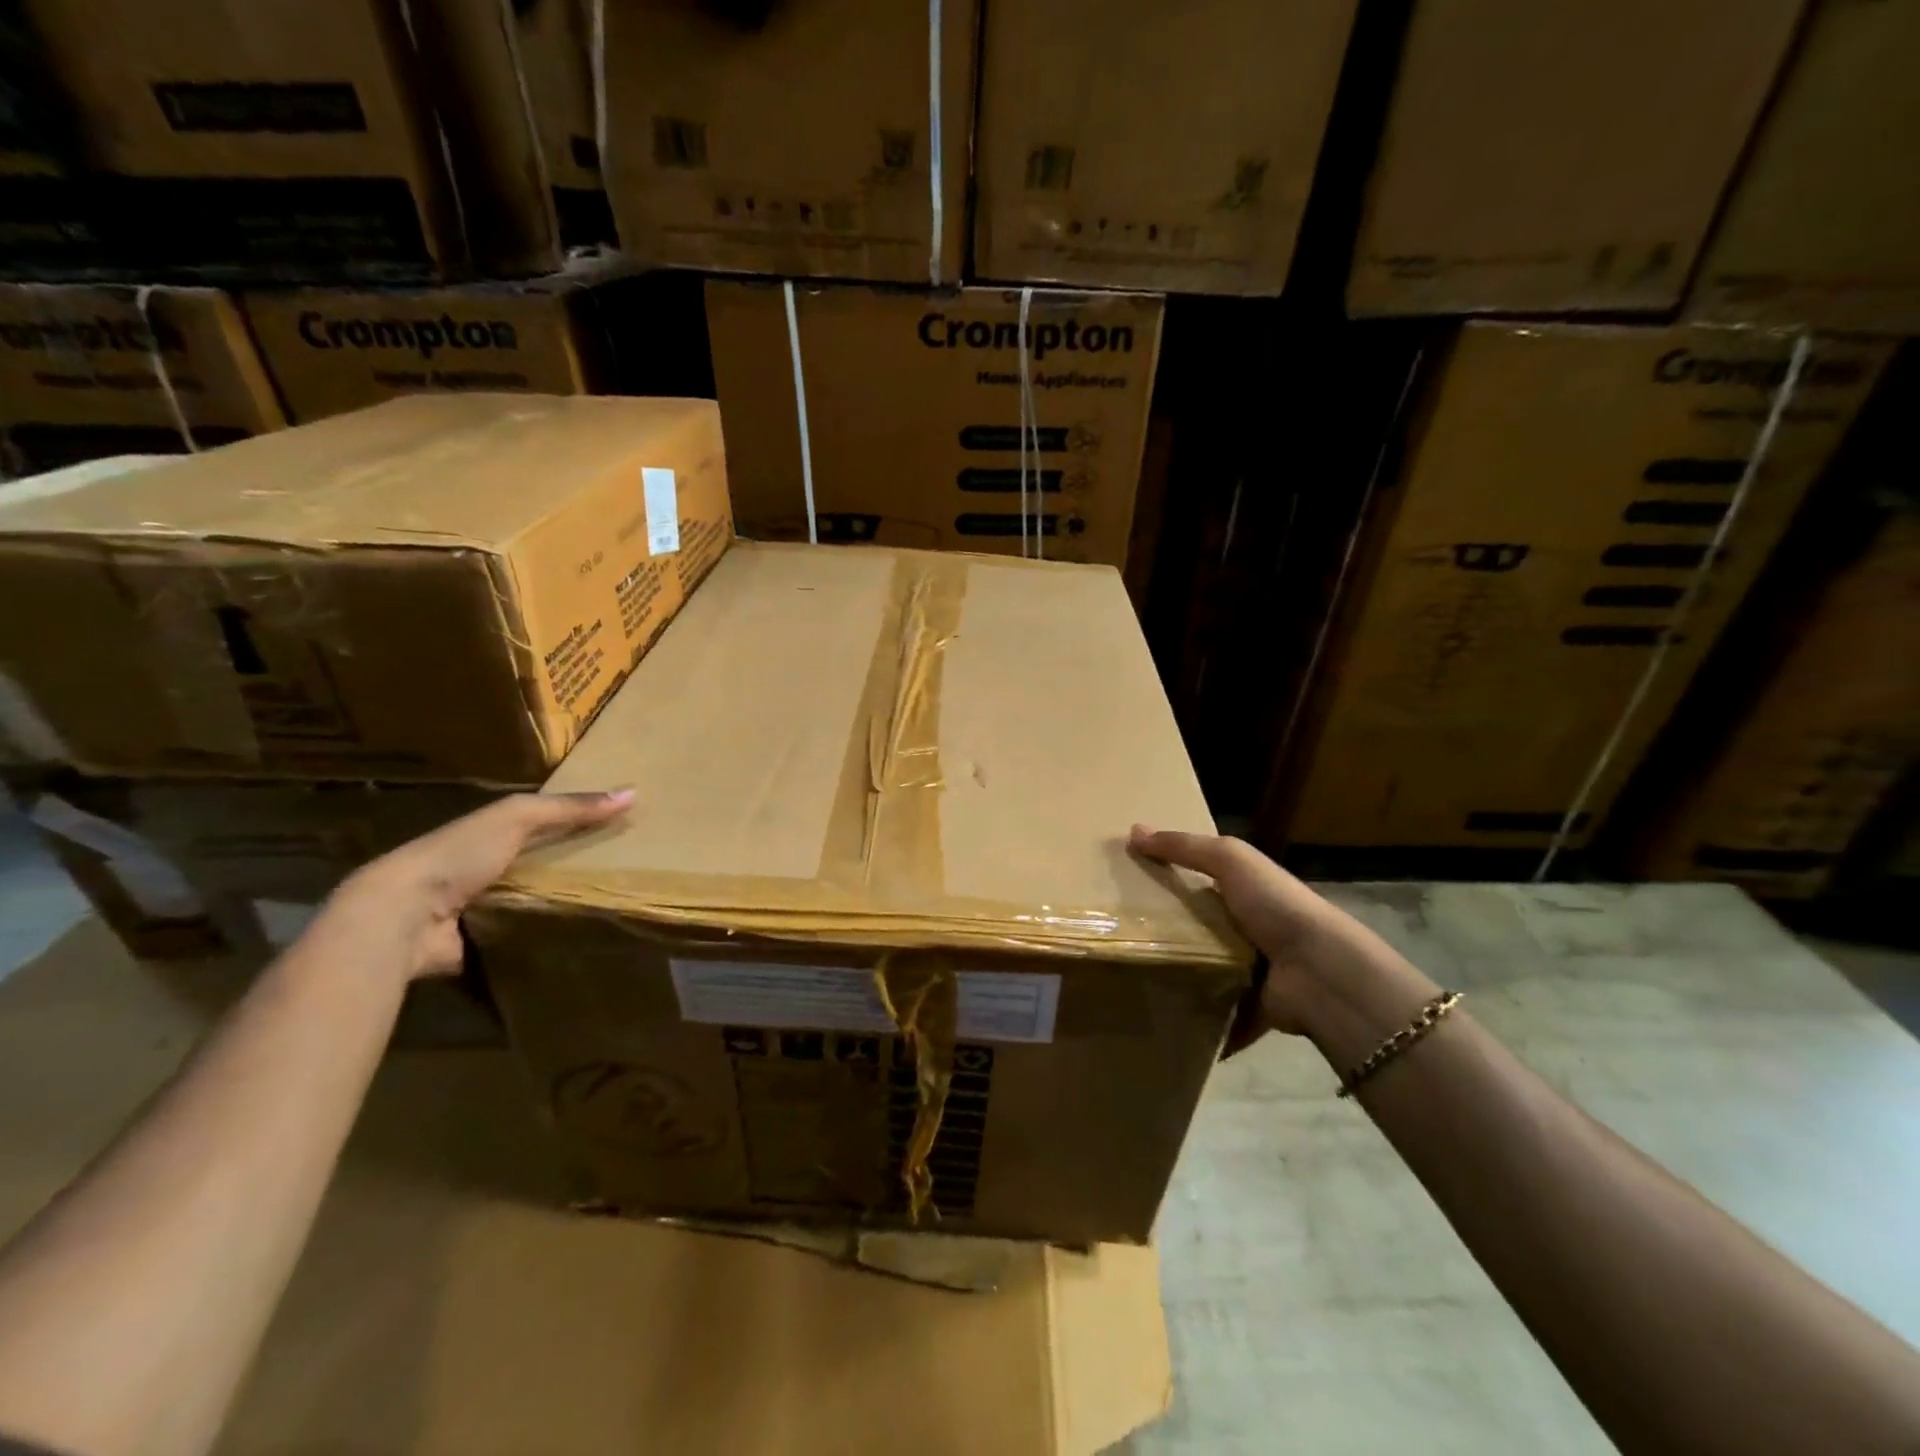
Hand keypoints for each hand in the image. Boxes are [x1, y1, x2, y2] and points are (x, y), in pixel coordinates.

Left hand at [321, 791, 632, 982]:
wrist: (401, 917)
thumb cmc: (459, 855)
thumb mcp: (518, 817)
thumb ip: (569, 808)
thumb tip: (632, 793)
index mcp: (489, 833)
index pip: (542, 822)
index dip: (577, 820)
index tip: (619, 826)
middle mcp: (483, 868)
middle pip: (539, 863)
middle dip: (574, 866)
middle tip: (625, 870)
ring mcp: (479, 909)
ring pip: (532, 901)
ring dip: (561, 904)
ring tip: (611, 907)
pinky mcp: (480, 946)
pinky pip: (523, 939)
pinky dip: (545, 939)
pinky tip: (581, 940)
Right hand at [1129, 824, 1437, 1055]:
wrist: (1320, 972)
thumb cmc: (1275, 906)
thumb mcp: (1230, 860)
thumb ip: (1184, 846)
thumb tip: (1133, 830)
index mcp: (1247, 892)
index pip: (1202, 882)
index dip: (1169, 880)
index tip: (1126, 886)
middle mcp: (1251, 930)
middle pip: (1198, 928)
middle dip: (1165, 934)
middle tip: (1119, 937)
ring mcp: (1252, 972)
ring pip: (1204, 973)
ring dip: (1177, 978)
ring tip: (1131, 979)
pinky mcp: (1251, 1009)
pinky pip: (1217, 1016)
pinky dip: (1197, 1023)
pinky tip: (1161, 1020)